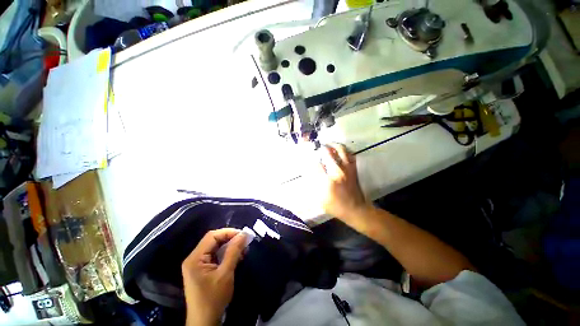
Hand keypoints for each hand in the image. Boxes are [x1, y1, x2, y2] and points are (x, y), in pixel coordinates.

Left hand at [182, 228, 246, 325]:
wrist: (205, 322)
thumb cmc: (213, 299)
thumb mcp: (225, 273)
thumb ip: (234, 251)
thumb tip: (243, 234)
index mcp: (195, 258)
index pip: (212, 236)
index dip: (228, 232)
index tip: (243, 235)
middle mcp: (195, 258)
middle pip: (214, 241)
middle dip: (230, 239)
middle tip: (245, 241)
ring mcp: (199, 264)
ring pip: (216, 248)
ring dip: (230, 247)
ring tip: (244, 249)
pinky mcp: (204, 270)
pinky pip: (217, 256)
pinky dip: (228, 254)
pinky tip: (238, 256)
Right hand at [317, 144, 368, 224]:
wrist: (355, 209)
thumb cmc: (336, 206)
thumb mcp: (321, 199)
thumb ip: (315, 184)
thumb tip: (312, 172)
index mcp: (328, 180)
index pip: (317, 164)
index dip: (312, 159)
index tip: (310, 156)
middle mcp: (338, 171)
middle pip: (329, 153)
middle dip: (323, 148)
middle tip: (319, 146)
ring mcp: (347, 169)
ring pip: (341, 150)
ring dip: (334, 145)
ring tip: (329, 144)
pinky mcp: (353, 169)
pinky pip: (350, 155)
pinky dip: (345, 151)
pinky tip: (340, 151)